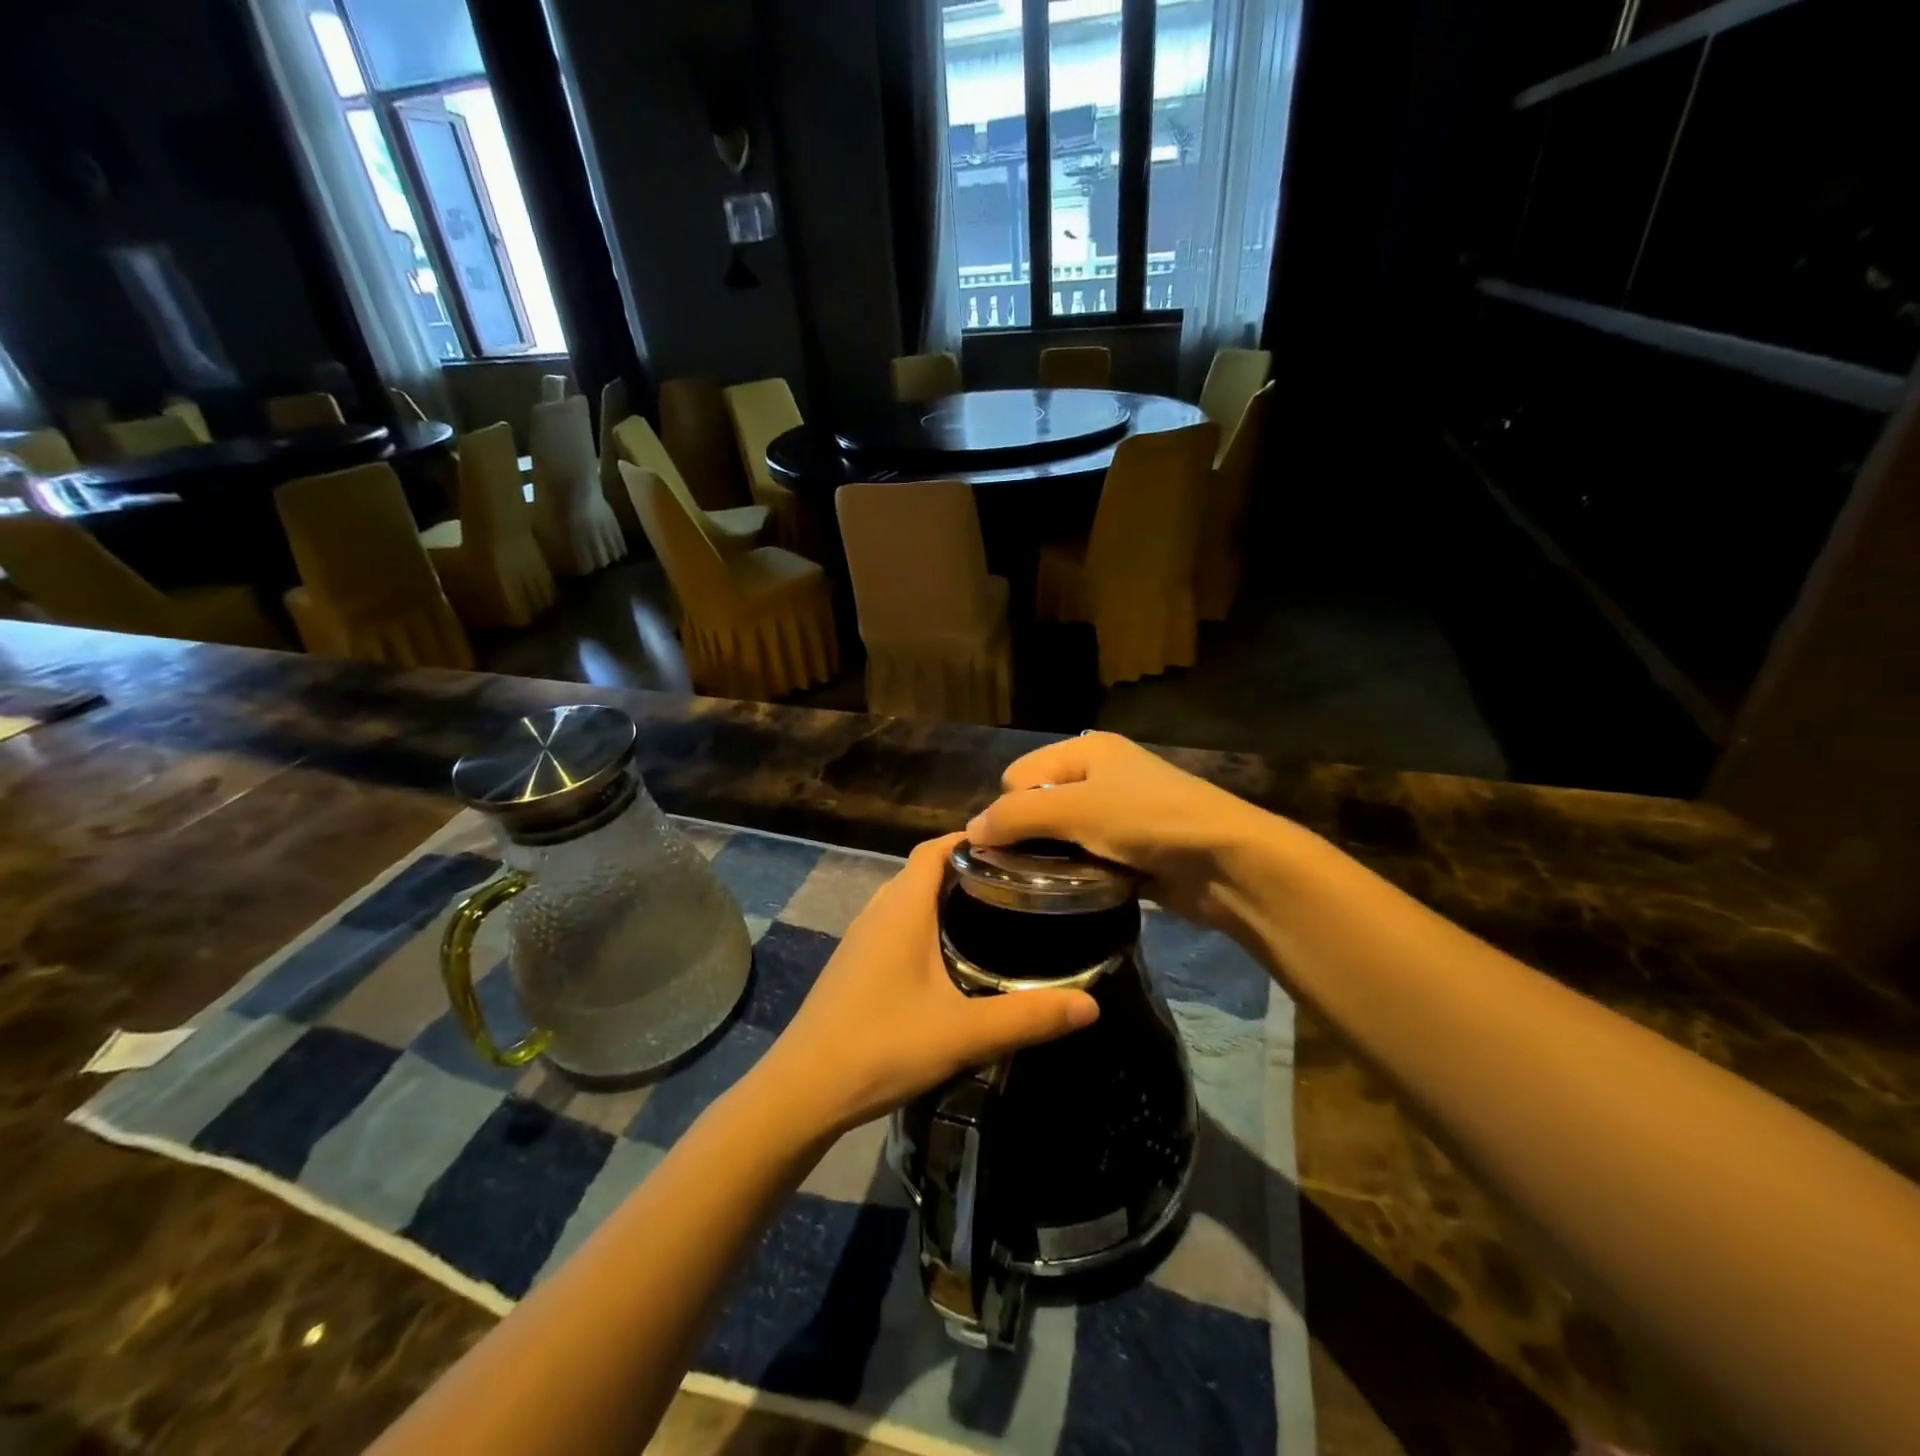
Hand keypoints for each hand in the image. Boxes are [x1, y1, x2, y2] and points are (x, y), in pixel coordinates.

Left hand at [751, 834, 1098, 1138]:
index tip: (1018, 847)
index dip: (973, 839)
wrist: (803, 1090)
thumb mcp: (964, 1033)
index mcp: (902, 907)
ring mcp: (862, 938)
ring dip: (946, 898)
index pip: (936, 848)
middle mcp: (879, 910)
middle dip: (969, 869)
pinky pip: (897, 924)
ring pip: (909, 899)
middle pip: (925, 870)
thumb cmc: (882, 1046)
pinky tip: (952, 959)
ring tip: (996, 916)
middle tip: (1020, 885)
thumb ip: (1029, 1017)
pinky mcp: (855, 964)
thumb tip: (1092, 1005)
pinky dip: (927, 924)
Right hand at [965, 731, 1274, 926]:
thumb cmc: (1147, 821)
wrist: (1226, 860)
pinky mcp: (1131, 847)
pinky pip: (1086, 855)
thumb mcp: (1076, 810)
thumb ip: (1018, 816)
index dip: (1008, 808)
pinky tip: (1076, 888)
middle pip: (1038, 802)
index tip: (1009, 844)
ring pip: (1062, 833)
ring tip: (1048, 882)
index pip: (1019, 774)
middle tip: (1025, 868)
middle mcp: (1099, 774)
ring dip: (1053, 856)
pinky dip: (1078, 870)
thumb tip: (969, 831)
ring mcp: (1118, 812)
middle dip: (1028, 833)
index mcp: (1085, 751)